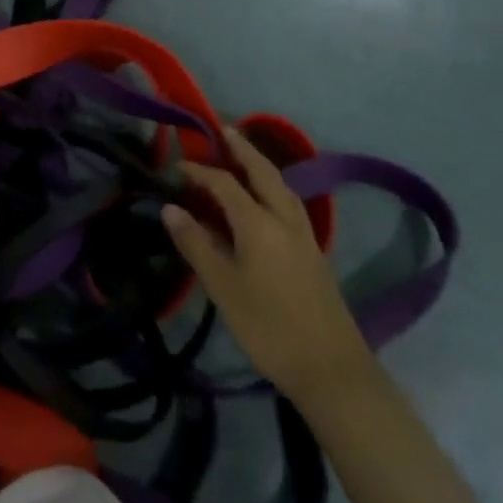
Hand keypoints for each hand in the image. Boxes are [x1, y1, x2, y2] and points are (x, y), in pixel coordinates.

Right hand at [162, 126, 373, 405]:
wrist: (333, 372)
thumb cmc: (269, 328)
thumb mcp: (223, 287)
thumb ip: (196, 244)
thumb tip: (170, 207)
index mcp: (258, 222)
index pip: (224, 183)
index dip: (199, 171)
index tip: (177, 167)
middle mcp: (284, 219)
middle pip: (263, 172)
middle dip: (243, 149)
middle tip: (224, 130)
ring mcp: (304, 236)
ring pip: (282, 187)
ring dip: (262, 166)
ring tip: (245, 156)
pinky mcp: (314, 254)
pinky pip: (290, 204)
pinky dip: (274, 187)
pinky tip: (267, 199)